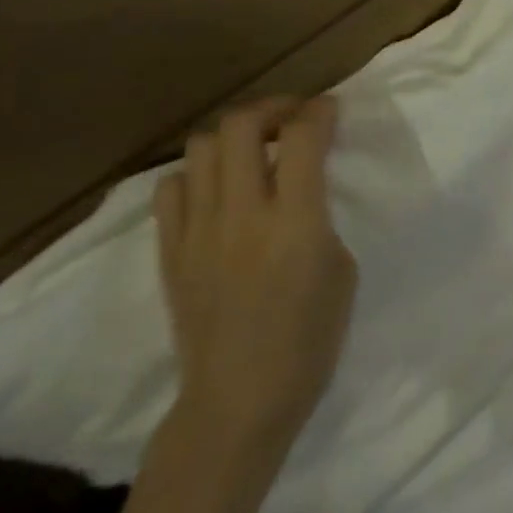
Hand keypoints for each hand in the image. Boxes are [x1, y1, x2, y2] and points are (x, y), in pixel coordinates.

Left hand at [155, 96, 356, 453]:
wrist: (236, 404)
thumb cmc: (307, 344)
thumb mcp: (341, 272)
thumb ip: (320, 219)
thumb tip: (303, 191)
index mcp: (295, 222)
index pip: (303, 136)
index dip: (320, 110)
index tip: (329, 109)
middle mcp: (242, 214)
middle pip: (242, 125)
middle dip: (272, 108)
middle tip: (291, 119)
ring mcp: (198, 231)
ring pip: (202, 147)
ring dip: (233, 137)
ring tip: (253, 150)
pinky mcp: (170, 251)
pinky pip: (171, 188)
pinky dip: (196, 175)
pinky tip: (216, 190)